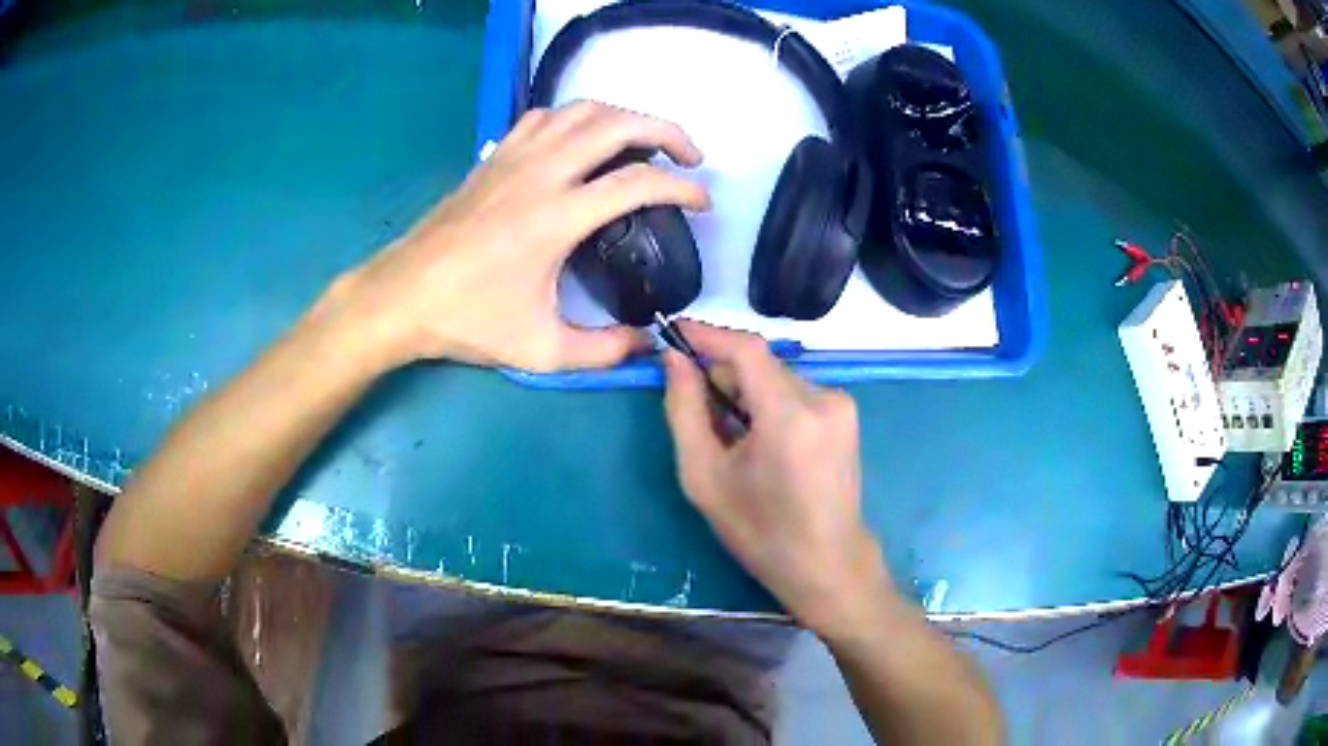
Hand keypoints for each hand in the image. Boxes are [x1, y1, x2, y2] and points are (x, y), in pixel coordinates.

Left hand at [311, 101, 710, 372]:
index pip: (638, 183)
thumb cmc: (466, 321)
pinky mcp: (494, 157)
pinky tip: (582, 142)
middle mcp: (540, 173)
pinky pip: (544, 118)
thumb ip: (603, 352)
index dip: (682, 187)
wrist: (401, 296)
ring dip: (623, 118)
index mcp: (556, 218)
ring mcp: (513, 158)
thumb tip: (648, 345)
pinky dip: (576, 118)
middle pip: (617, 124)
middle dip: (666, 131)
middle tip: (689, 156)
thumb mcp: (540, 351)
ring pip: (581, 110)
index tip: (703, 201)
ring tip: (643, 143)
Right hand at [663, 321, 891, 637]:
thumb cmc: (760, 531)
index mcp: (790, 415)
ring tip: (729, 435)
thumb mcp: (705, 477)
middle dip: (722, 374)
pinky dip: (769, 403)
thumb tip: (673, 360)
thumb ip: (685, 410)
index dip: (707, 334)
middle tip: (694, 405)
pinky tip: (760, 440)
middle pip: (760, 364)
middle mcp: (823, 398)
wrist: (827, 564)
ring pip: (776, 377)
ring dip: (745, 391)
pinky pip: (795, 392)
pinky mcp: (846, 414)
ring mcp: (841, 404)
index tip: (673, 331)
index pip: (746, 348)